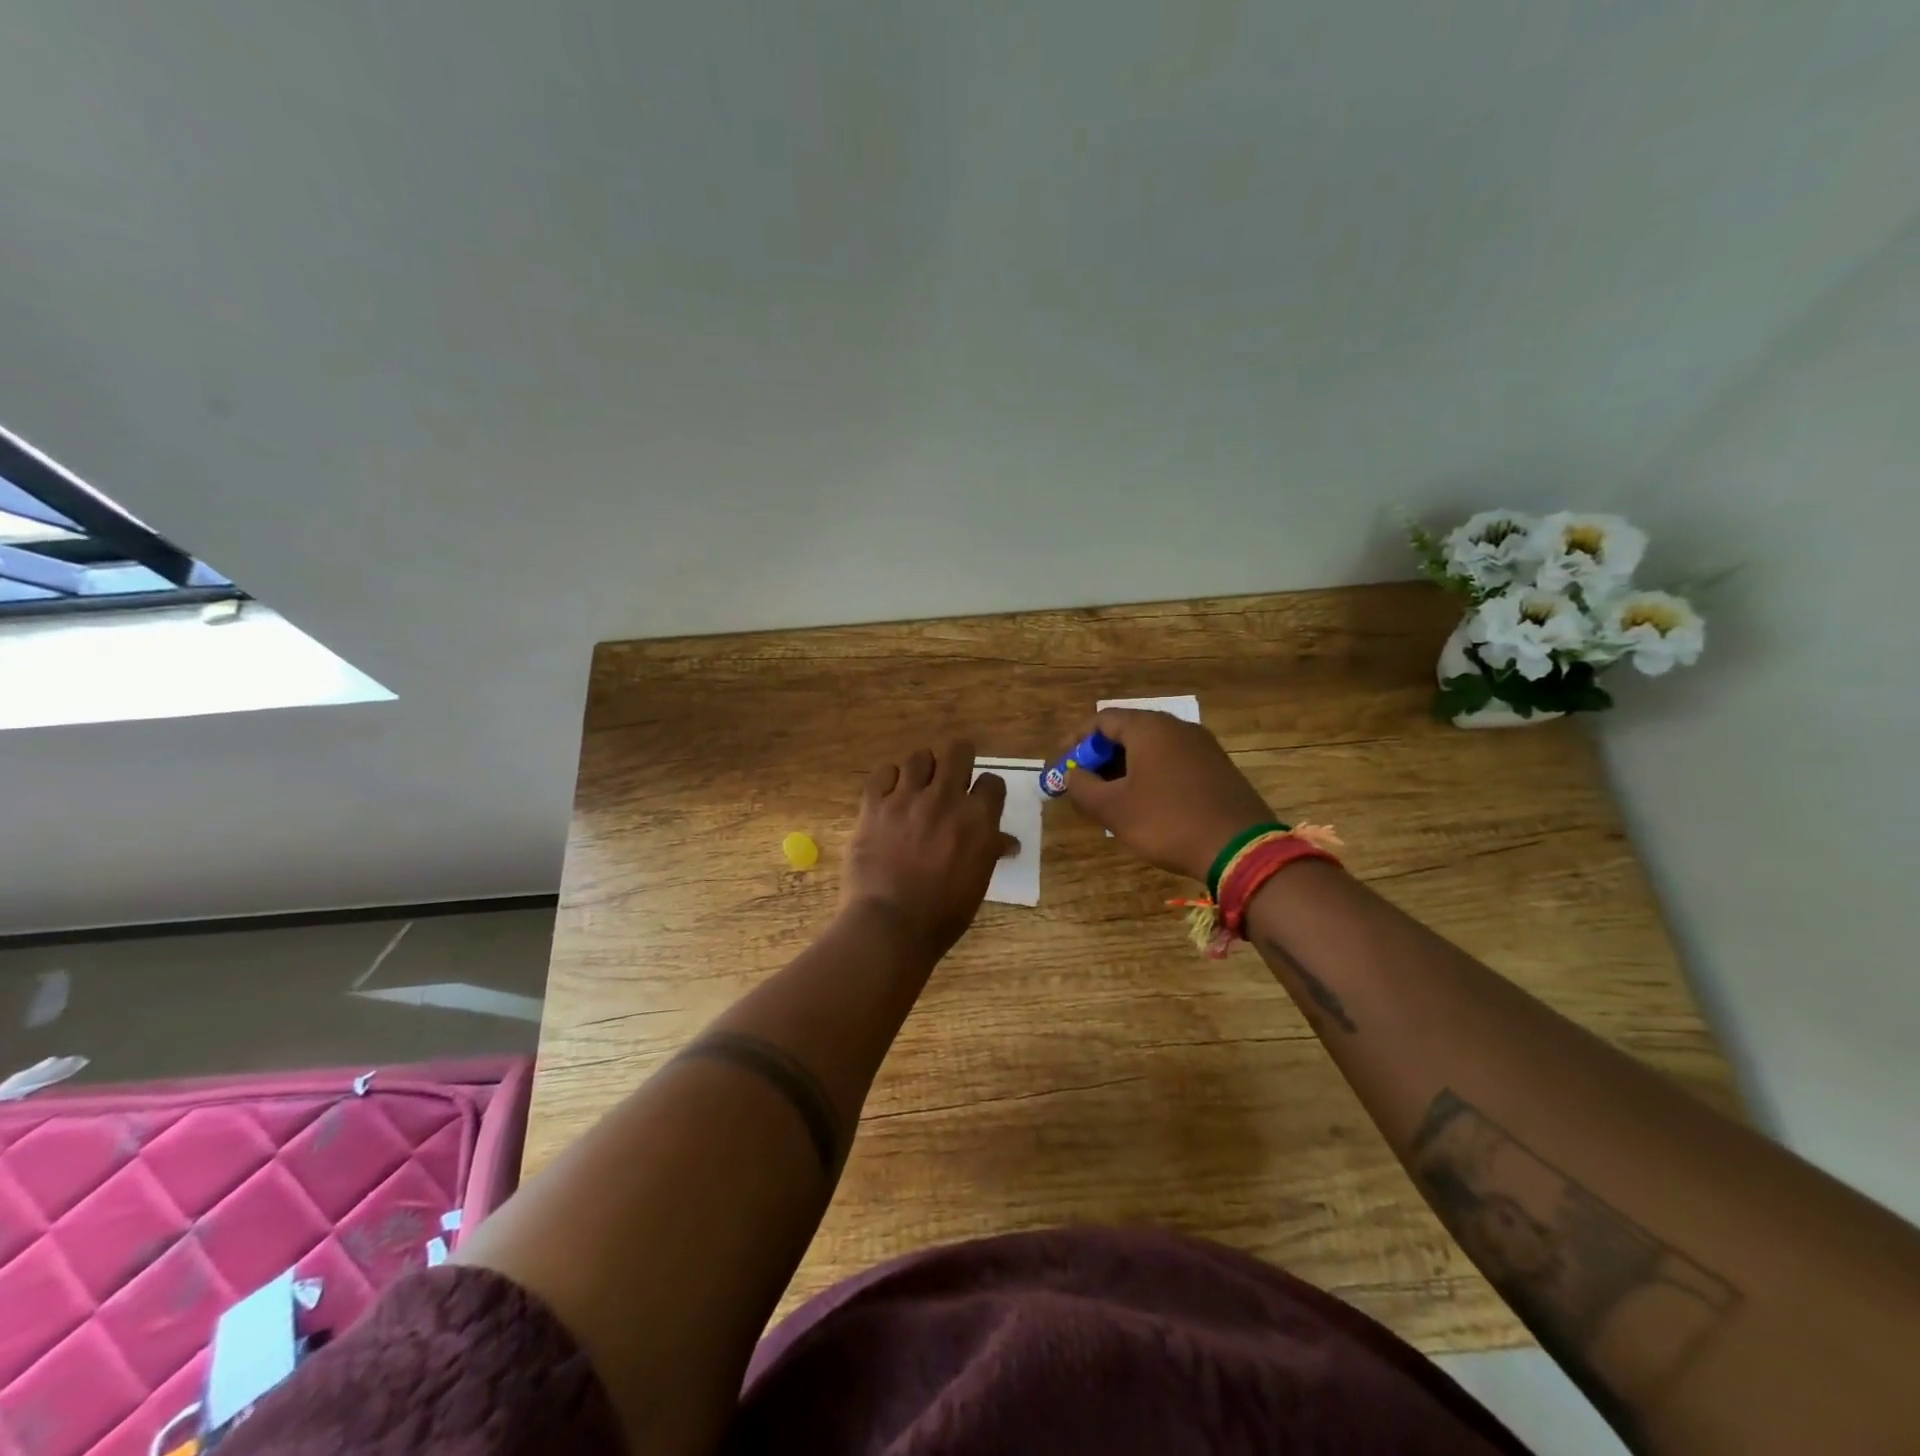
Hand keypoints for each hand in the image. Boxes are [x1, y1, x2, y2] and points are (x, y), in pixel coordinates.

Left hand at [841, 739, 1019, 958]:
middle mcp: (945, 798)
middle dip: (958, 760)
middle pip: (958, 751)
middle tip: (951, 778)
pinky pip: (884, 772)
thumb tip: (1008, 842)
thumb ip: (990, 852)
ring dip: (923, 769)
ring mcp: (907, 798)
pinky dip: (889, 779)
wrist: (890, 924)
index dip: (986, 789)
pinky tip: (890, 795)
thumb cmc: (943, 913)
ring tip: (918, 787)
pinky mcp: (874, 804)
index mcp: (978, 819)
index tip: (979, 799)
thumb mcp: (977, 883)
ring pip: (919, 757)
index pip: (992, 781)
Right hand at [1058, 709, 1275, 883]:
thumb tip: (1072, 776)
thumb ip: (1083, 788)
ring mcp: (1202, 746)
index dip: (1076, 742)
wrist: (1239, 849)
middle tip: (1084, 784)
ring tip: (1110, 797)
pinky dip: (1151, 775)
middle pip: (1127, 731)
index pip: (1101, 720)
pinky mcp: (1218, 768)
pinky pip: (1173, 762)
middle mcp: (1177, 727)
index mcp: (1149, 728)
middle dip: (1100, 757)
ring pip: (1151, 748)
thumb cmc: (1167, 822)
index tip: (1062, 767)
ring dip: (1125, 768)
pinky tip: (1146, 803)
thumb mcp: (1113, 809)